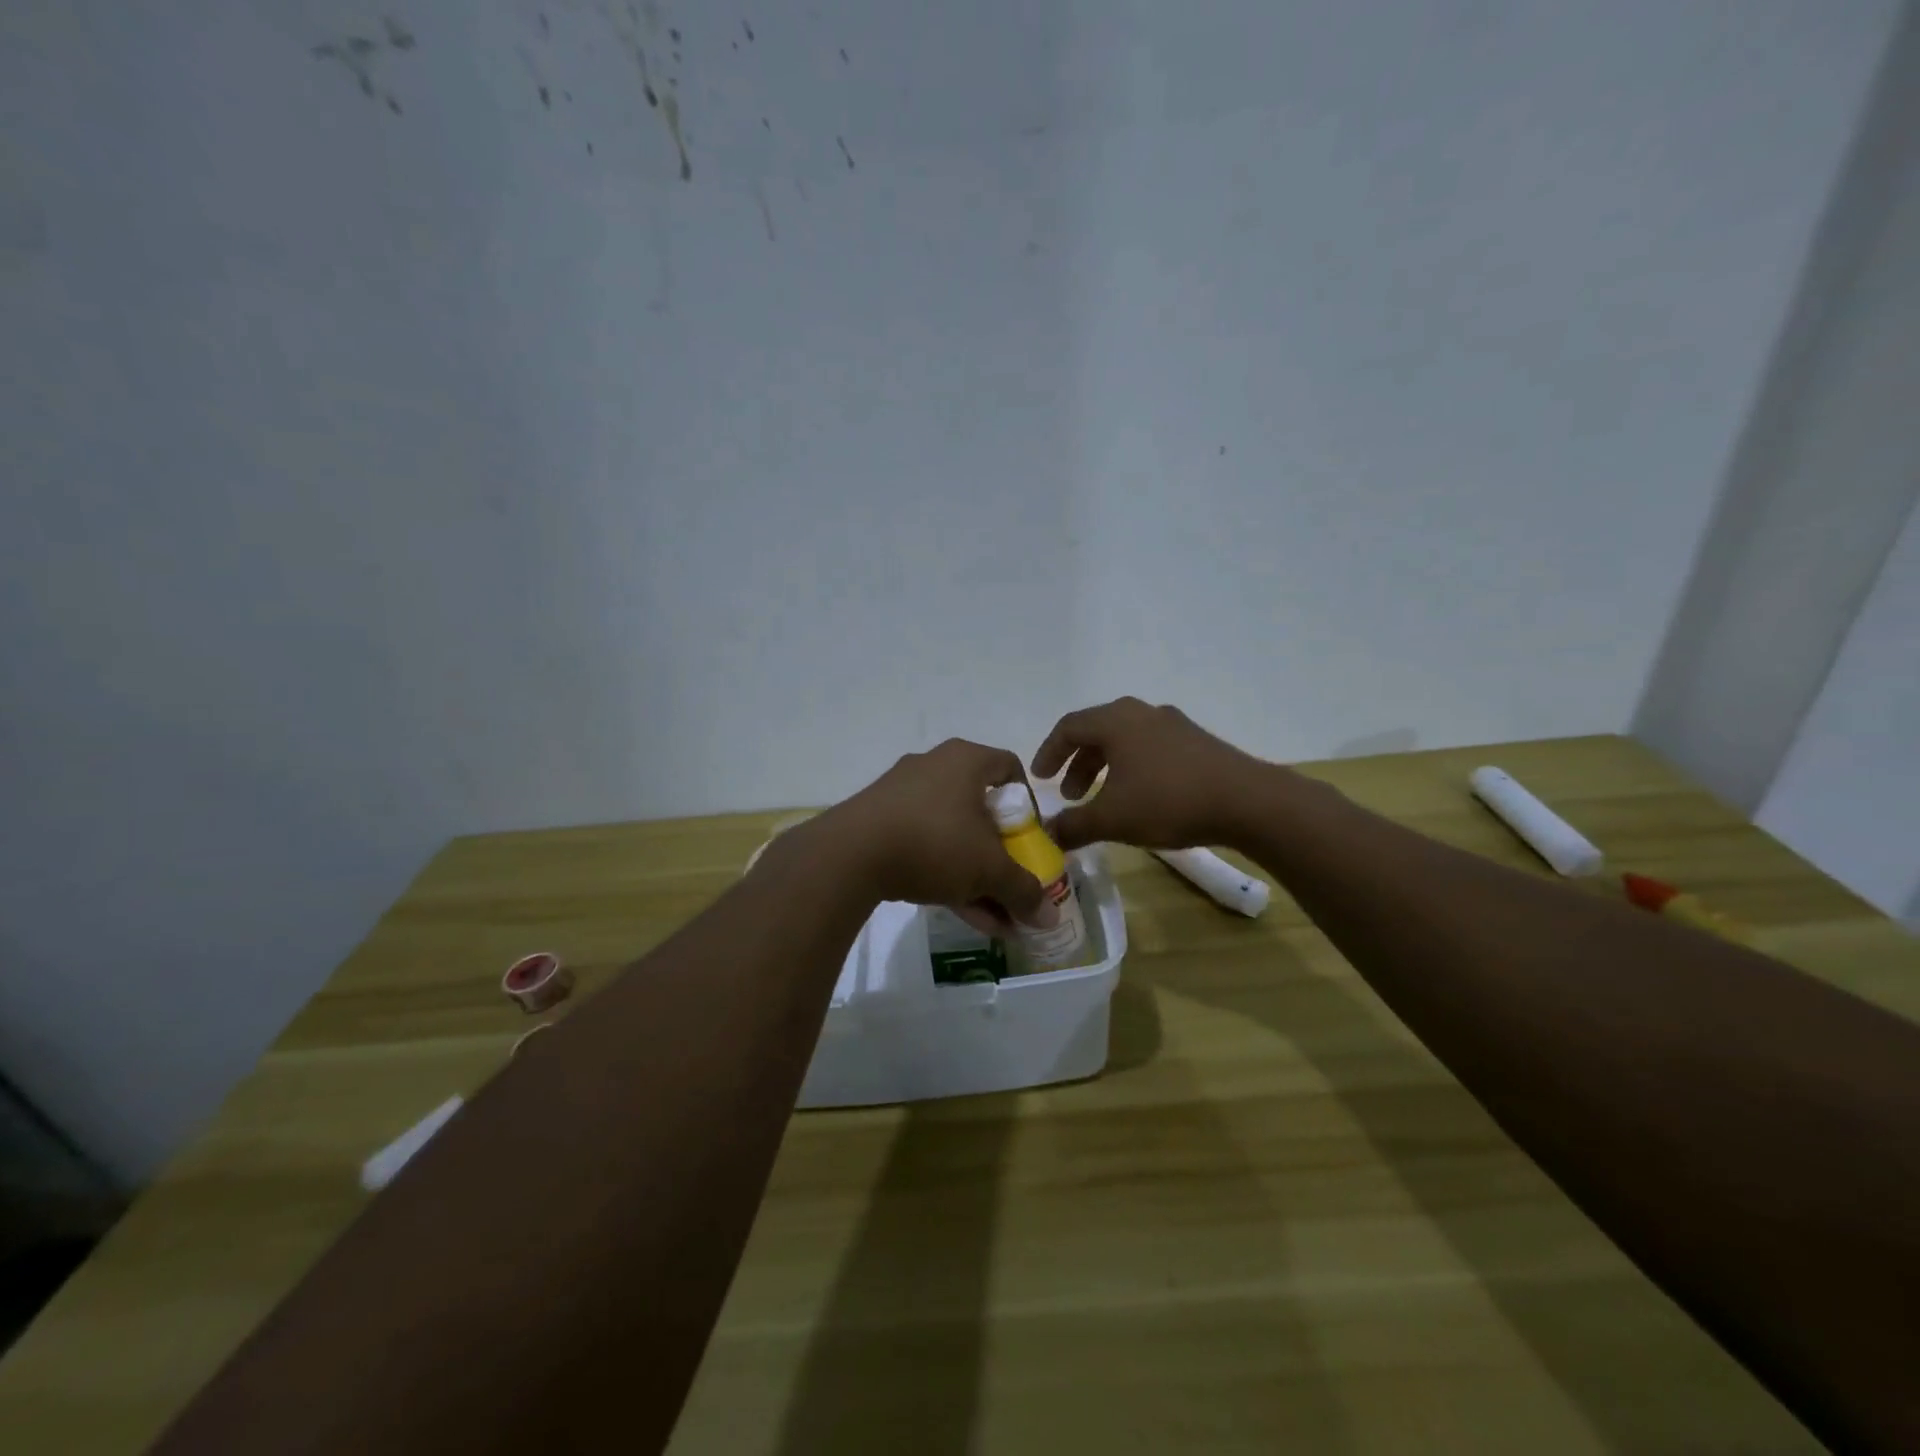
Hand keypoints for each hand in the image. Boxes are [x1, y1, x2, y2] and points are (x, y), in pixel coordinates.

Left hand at [816, 739, 1049, 931]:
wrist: (849, 855)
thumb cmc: (934, 842)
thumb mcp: (988, 870)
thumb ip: (1023, 890)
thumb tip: (1049, 918)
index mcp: (965, 760)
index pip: (1009, 767)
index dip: (1027, 803)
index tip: (1030, 838)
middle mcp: (933, 767)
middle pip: (980, 807)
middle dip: (1000, 853)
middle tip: (1011, 882)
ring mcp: (901, 793)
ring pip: (951, 832)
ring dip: (974, 873)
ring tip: (992, 916)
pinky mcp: (877, 820)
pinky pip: (922, 843)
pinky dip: (943, 873)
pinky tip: (959, 913)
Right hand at [1032, 697, 1265, 850]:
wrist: (1246, 801)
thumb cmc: (1168, 801)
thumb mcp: (1112, 819)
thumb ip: (1074, 826)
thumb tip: (1048, 834)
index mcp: (1115, 721)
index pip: (1068, 727)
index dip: (1048, 752)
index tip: (1039, 779)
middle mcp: (1141, 712)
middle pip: (1097, 732)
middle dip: (1077, 763)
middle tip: (1070, 795)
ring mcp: (1173, 724)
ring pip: (1125, 740)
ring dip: (1105, 767)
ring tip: (1102, 799)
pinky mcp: (1196, 741)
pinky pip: (1150, 748)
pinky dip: (1132, 768)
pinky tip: (1140, 796)